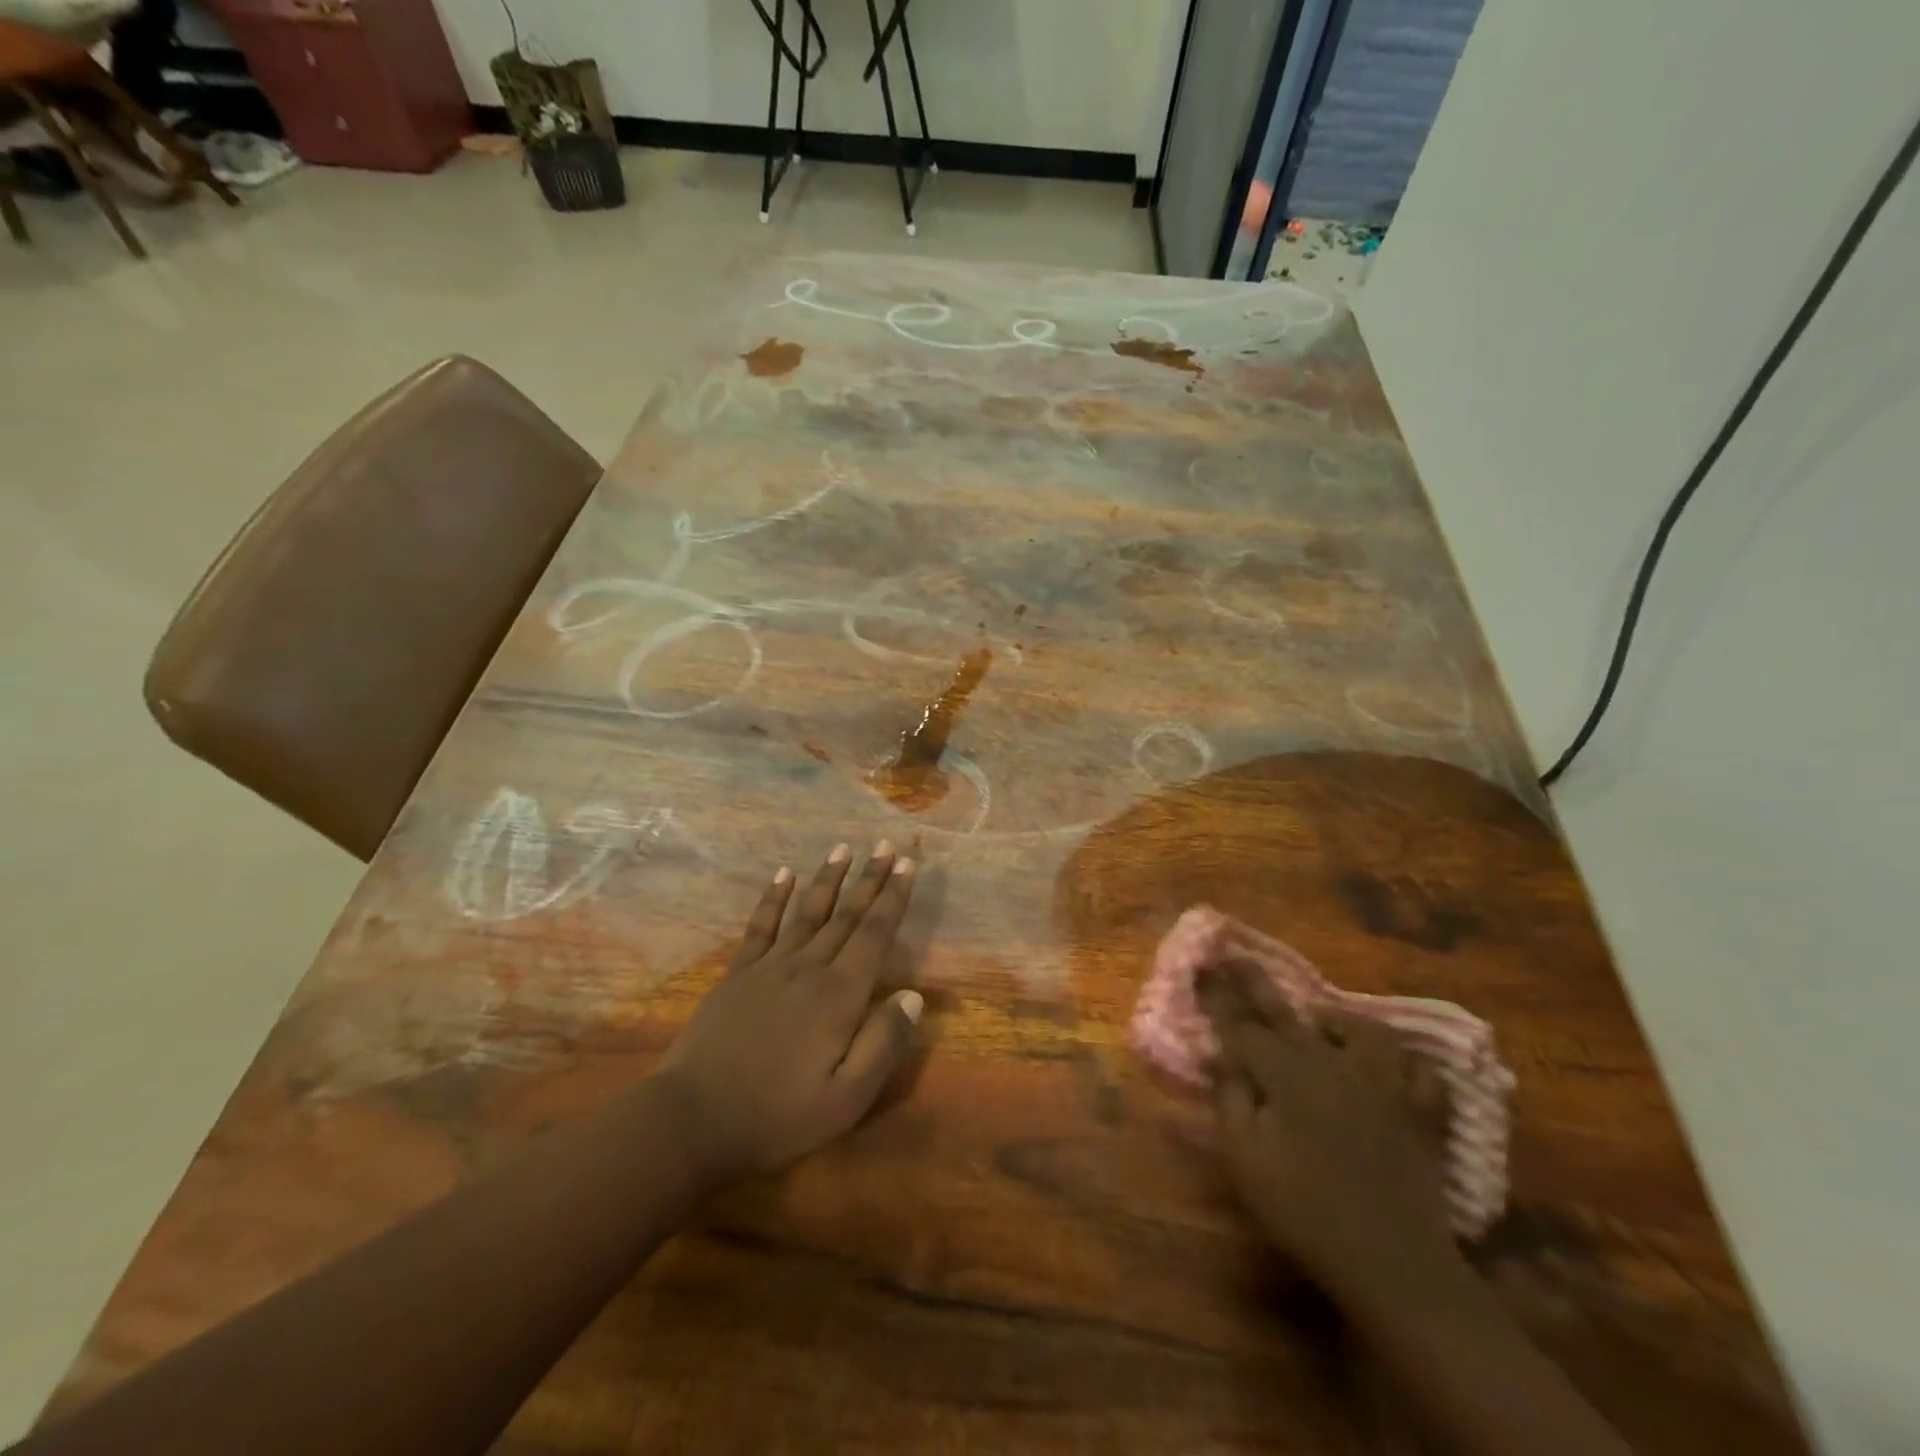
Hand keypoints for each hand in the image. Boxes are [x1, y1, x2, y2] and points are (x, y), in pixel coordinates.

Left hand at [654, 842, 922, 1186]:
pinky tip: (783, 875)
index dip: (893, 898)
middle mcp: (808, 968)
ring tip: (843, 848)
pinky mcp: (738, 975)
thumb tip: (914, 996)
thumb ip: (883, 1044)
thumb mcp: (846, 1099)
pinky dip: (774, 898)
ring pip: (807, 912)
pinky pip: (761, 926)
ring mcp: (769, 967)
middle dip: (869, 879)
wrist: (693, 1120)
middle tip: (886, 846)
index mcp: (839, 996)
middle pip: (846, 915)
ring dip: (828, 878)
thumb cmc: (778, 1116)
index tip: (908, 865)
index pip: (874, 935)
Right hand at [1199, 960, 1455, 1302]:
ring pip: (1362, 1030)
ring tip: (1320, 1022)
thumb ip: (1230, 1099)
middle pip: (1289, 1013)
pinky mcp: (1419, 1111)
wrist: (1392, 1264)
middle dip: (1256, 982)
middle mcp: (1334, 1064)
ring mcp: (1383, 1083)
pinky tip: (1388, 1063)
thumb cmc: (1305, 1211)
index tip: (1199, 970)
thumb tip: (1221, 1056)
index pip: (1243, 1028)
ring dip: (1336, 1021)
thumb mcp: (1246, 1160)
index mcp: (1288, 1074)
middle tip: (1235, 955)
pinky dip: (1402, 1060)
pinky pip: (1418, 1069)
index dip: (1218, 1001)